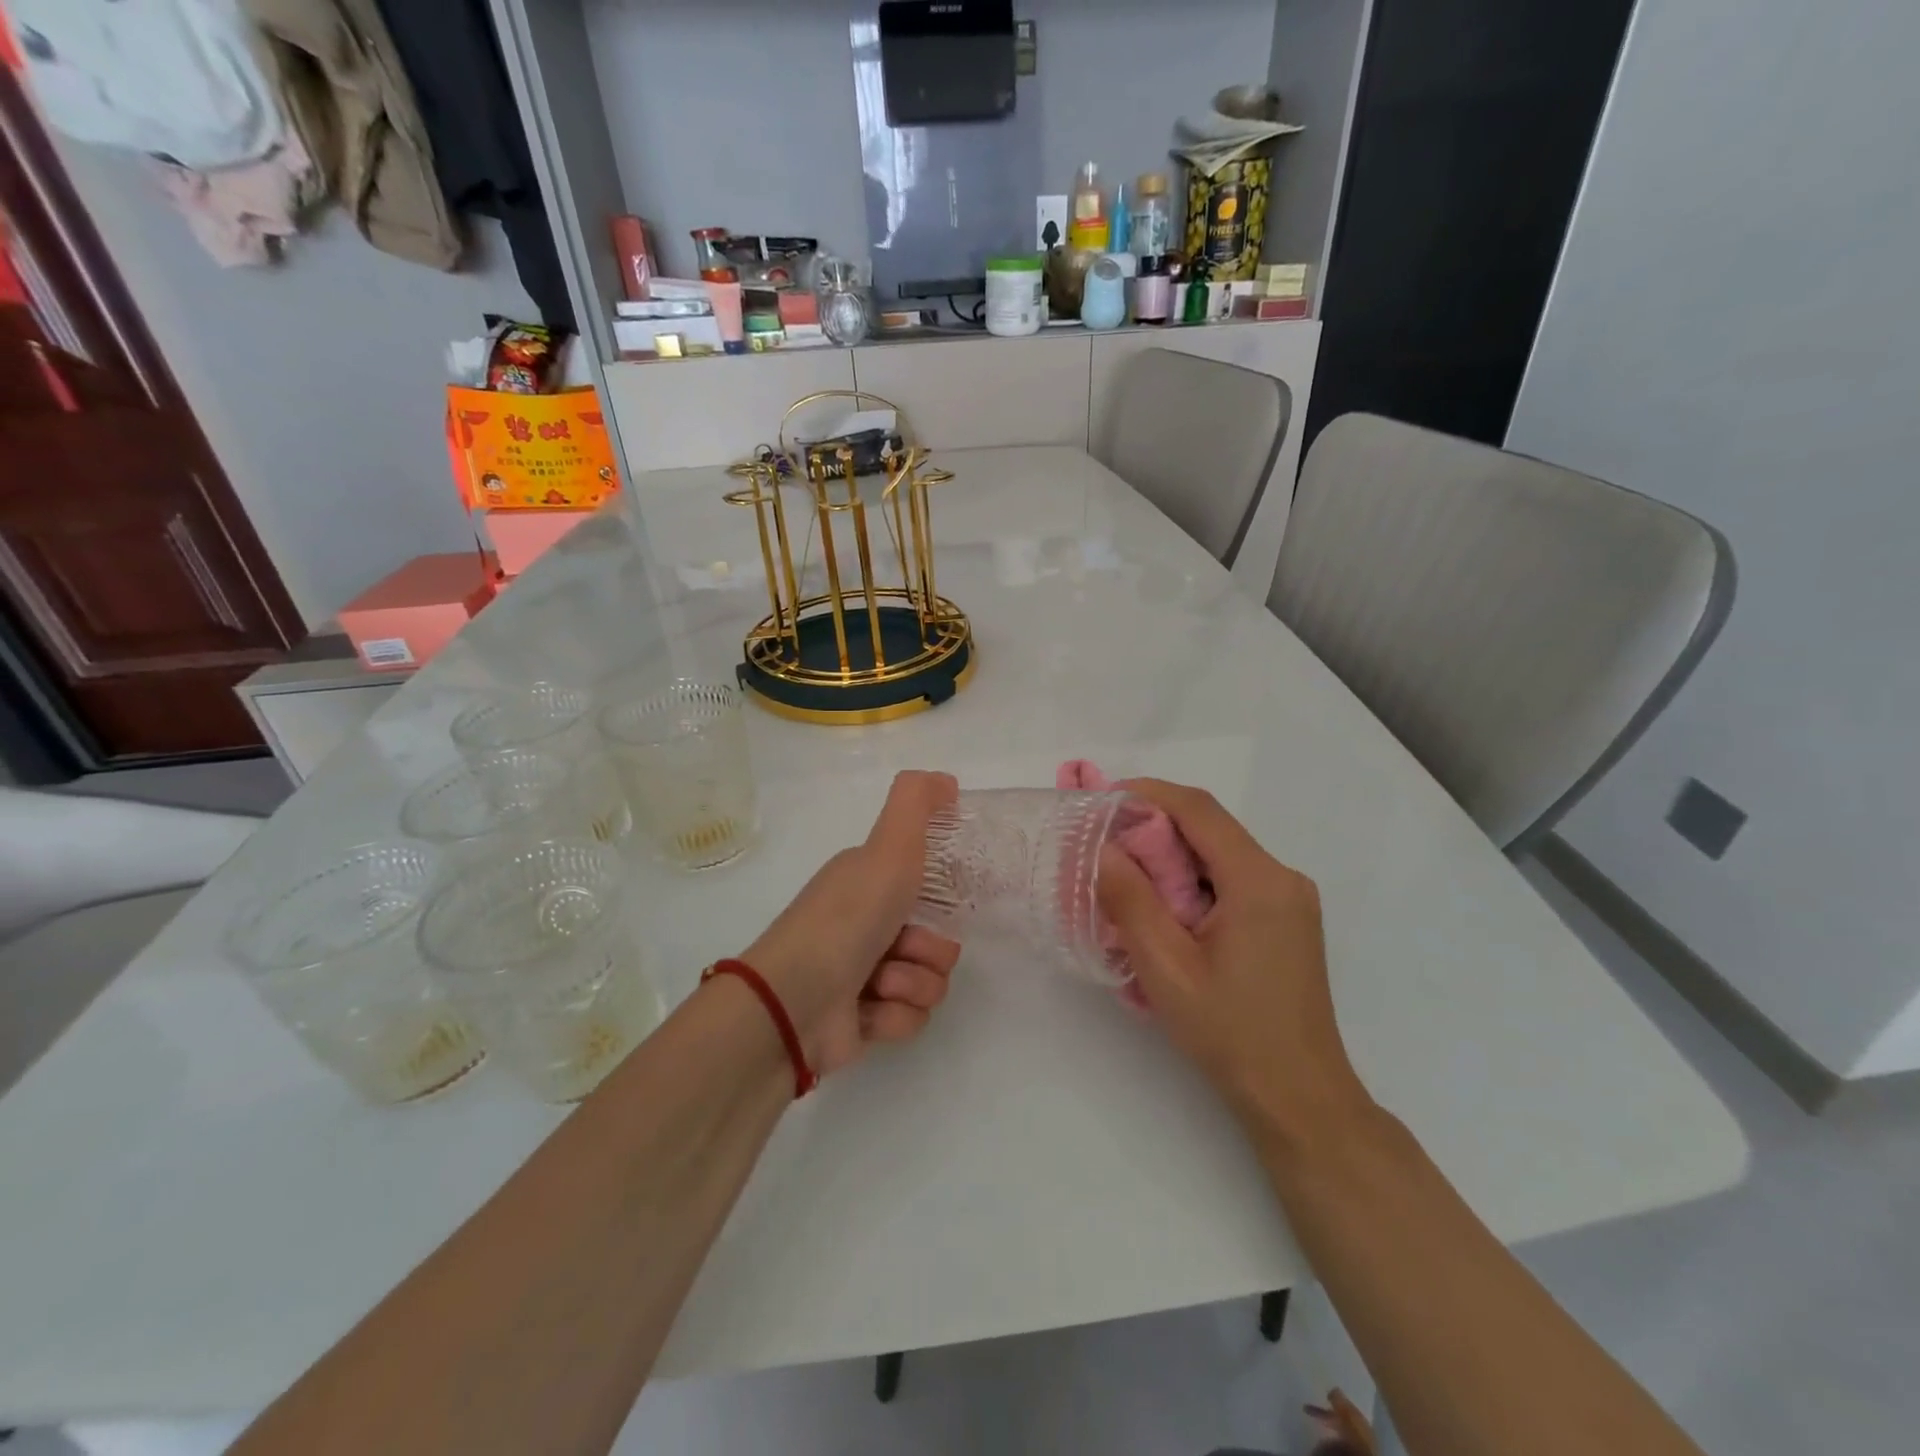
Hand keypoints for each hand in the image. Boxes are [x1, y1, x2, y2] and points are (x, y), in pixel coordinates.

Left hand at [742, 770, 961, 1077]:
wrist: (795, 1000)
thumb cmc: (847, 918)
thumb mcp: (887, 848)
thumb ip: (917, 803)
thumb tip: (948, 780)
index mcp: (869, 884)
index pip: (927, 890)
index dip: (940, 899)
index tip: (937, 902)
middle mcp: (866, 926)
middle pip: (938, 941)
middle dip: (929, 949)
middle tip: (902, 945)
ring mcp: (864, 976)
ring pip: (930, 982)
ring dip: (912, 983)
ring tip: (879, 983)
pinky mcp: (863, 1022)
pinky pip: (910, 1019)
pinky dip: (894, 1016)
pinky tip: (868, 1010)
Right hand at [1096, 779, 1373, 1146]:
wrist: (1299, 1097)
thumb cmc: (1230, 1032)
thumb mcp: (1166, 967)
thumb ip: (1130, 900)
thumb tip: (1104, 848)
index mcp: (1259, 882)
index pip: (1200, 810)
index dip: (1149, 793)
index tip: (1104, 799)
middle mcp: (1283, 878)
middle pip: (1211, 829)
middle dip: (1155, 827)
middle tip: (1105, 845)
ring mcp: (1290, 900)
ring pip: (1221, 854)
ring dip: (1173, 857)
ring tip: (1127, 879)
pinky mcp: (1287, 920)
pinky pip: (1233, 880)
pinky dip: (1194, 880)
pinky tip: (1166, 910)